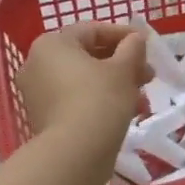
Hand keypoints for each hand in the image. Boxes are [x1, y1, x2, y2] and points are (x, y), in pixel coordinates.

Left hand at [18, 23, 147, 141]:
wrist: (75, 154)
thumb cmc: (100, 99)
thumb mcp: (124, 69)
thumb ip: (132, 48)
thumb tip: (136, 39)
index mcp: (52, 44)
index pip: (93, 30)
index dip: (124, 35)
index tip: (147, 45)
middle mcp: (37, 63)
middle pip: (86, 55)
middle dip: (121, 63)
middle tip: (147, 74)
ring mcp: (37, 93)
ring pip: (82, 79)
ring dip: (113, 83)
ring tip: (140, 96)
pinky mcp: (43, 117)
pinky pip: (74, 98)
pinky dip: (98, 99)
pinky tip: (125, 111)